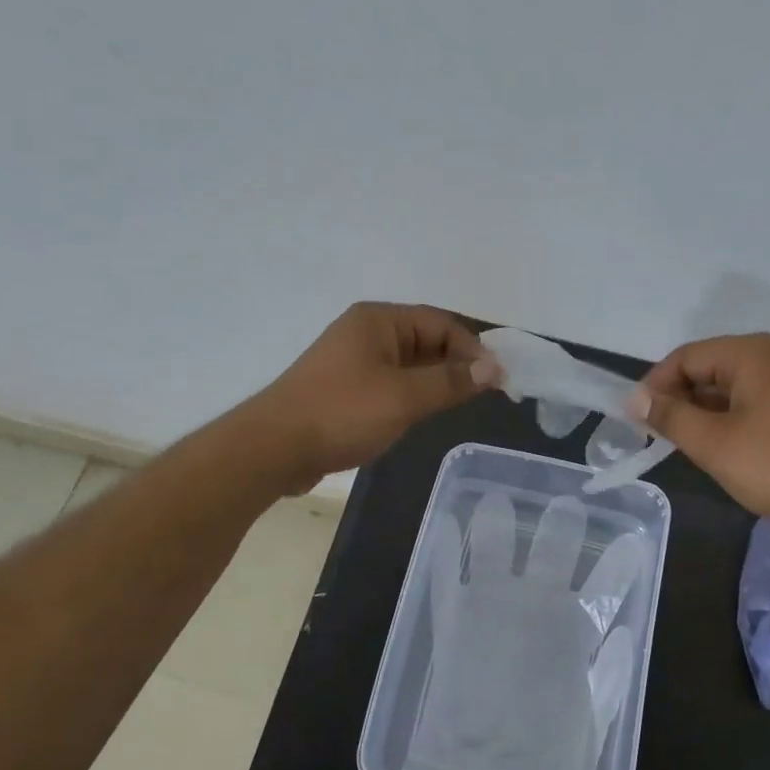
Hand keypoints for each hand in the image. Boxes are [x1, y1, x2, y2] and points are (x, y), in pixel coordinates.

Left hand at [249, 303, 489, 489]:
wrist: (273, 449)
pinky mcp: (344, 389)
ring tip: (457, 406)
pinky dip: (412, 394)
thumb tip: (494, 367)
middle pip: (425, 340)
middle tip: (483, 395)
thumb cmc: (342, 413)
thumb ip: (452, 381)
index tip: (496, 379)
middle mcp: (365, 332)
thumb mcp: (405, 397)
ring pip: (409, 365)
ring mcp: (352, 361)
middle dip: (456, 364)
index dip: (472, 349)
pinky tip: (421, 416)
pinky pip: (390, 383)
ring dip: (435, 381)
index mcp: (379, 321)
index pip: (440, 323)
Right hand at [630, 333, 769, 527]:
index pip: (686, 357)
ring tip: (691, 448)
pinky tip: (727, 450)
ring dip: (705, 413)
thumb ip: (670, 416)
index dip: (655, 387)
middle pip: (709, 368)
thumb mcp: (713, 443)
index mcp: (752, 352)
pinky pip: (754, 401)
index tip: (637, 421)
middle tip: (661, 438)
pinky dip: (731, 419)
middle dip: (681, 400)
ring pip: (731, 387)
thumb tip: (636, 399)